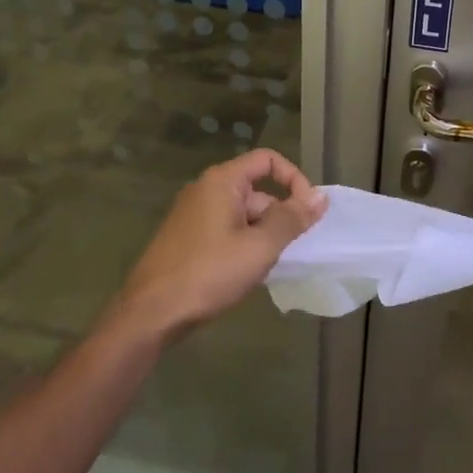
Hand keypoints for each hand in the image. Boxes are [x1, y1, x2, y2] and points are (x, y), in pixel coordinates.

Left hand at [110, 149, 327, 338]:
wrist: (152, 312)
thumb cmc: (209, 273)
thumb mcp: (260, 246)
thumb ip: (292, 219)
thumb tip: (320, 197)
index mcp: (222, 182)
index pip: (267, 160)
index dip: (294, 179)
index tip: (308, 211)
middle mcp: (205, 190)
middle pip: (256, 189)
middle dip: (279, 215)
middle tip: (291, 249)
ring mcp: (193, 215)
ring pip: (243, 214)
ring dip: (263, 234)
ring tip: (269, 265)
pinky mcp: (188, 238)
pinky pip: (227, 230)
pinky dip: (244, 244)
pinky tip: (247, 273)